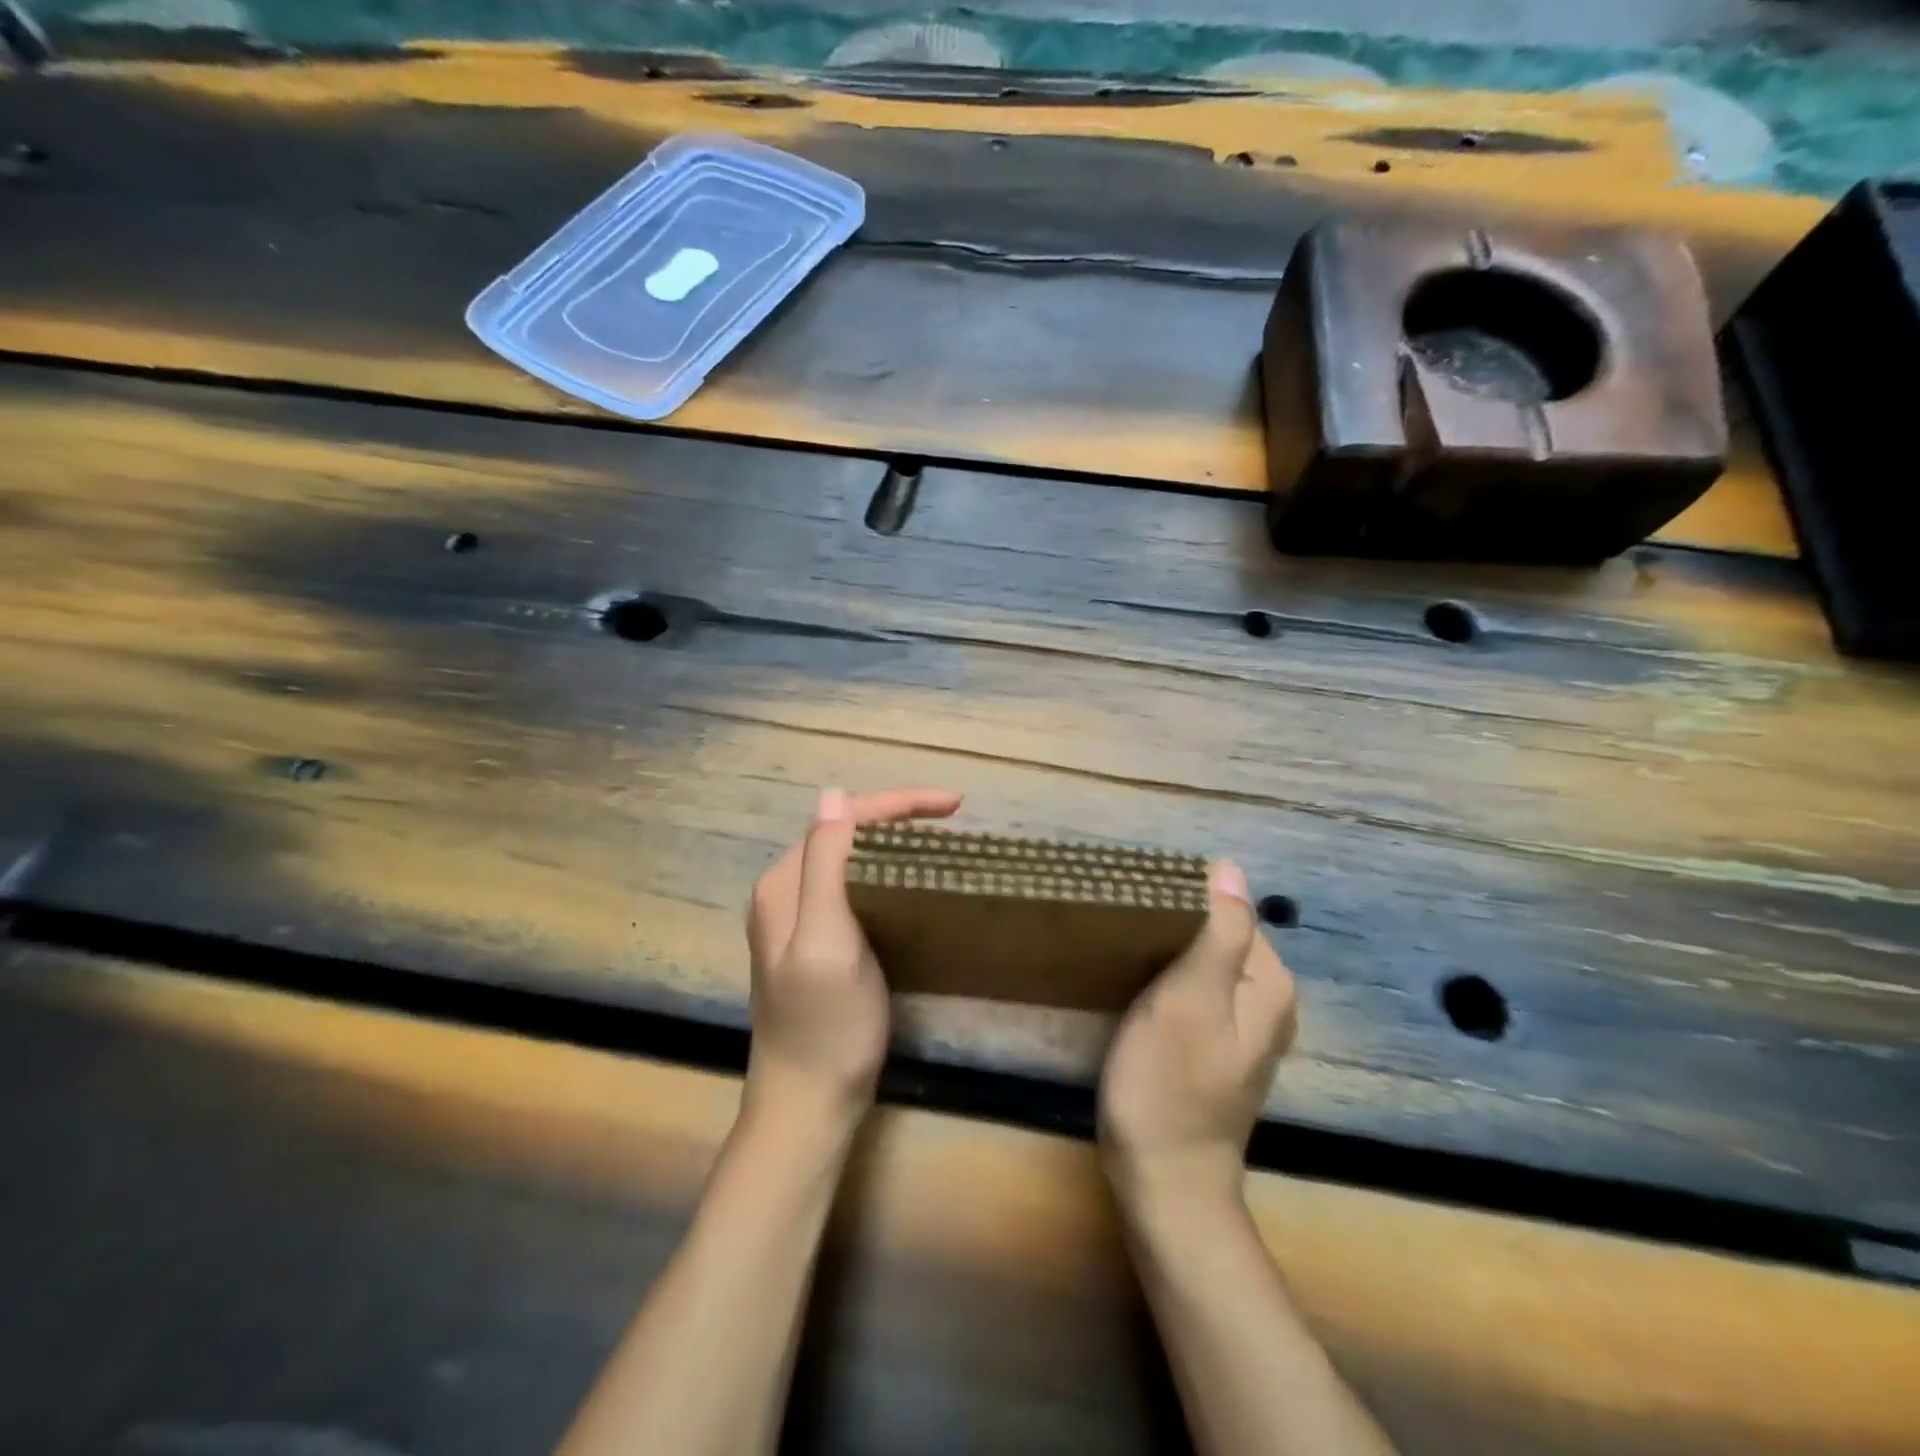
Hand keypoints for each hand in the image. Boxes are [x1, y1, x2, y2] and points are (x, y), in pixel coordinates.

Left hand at [744, 786, 963, 1131]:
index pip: (843, 820)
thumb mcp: (825, 940)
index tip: (954, 805)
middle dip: (898, 815)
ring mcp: (800, 919)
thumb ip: (825, 865)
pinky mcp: (819, 942)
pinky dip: (888, 872)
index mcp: (784, 884)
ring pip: (853, 858)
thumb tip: (833, 794)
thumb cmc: (825, 1026)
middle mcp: (786, 892)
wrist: (808, 1105)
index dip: (898, 803)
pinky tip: (913, 879)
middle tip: (953, 817)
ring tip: (940, 838)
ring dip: (895, 840)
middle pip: (847, 833)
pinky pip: (856, 887)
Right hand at [1098, 860, 1296, 1212]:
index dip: (1181, 904)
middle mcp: (1268, 1001)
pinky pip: (1196, 993)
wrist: (1164, 1182)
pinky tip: (1139, 991)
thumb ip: (1218, 932)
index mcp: (1269, 982)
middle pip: (1217, 936)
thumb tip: (1230, 867)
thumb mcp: (1190, 998)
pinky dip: (1169, 983)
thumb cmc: (1169, 1083)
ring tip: (1124, 957)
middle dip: (1172, 929)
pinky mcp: (1216, 1048)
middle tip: (1124, 936)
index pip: (1228, 910)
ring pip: (1203, 965)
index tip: (1136, 913)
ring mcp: (1244, 1029)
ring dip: (1166, 955)